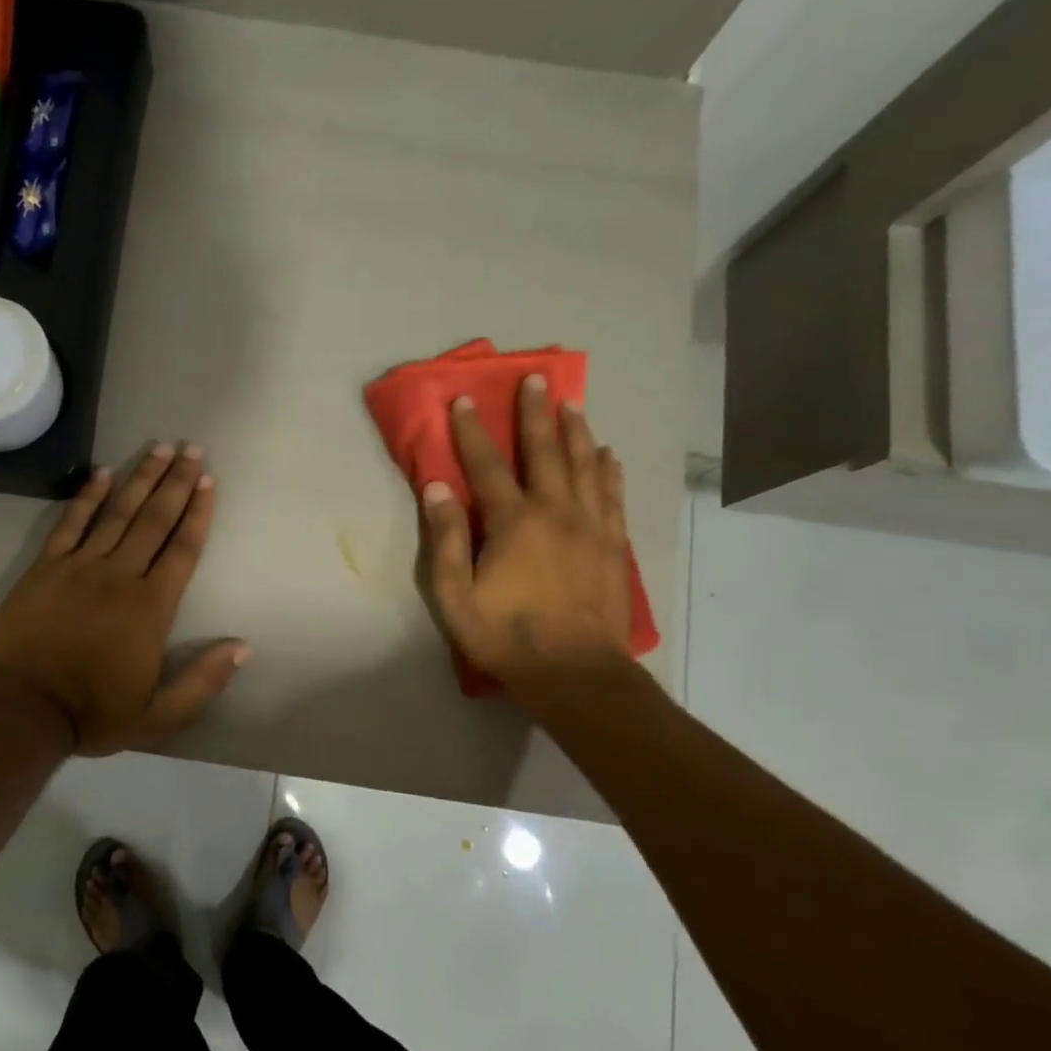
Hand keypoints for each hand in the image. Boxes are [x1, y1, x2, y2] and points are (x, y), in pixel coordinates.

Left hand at [0, 443, 249, 755]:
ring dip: (140, 478)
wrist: (26, 711)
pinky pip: (69, 523)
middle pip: (154, 520)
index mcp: (151, 607)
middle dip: (176, 482)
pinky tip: (102, 473)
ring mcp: (79, 567)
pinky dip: (86, 497)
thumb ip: (204, 680)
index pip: (183, 549)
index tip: (209, 481)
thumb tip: (243, 647)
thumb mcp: (161, 715)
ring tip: (159, 448)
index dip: (198, 513)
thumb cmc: (96, 712)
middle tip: (192, 448)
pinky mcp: (46, 568)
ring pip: (116, 513)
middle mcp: (119, 576)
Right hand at [418, 378, 634, 687]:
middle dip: (535, 413)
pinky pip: (612, 495)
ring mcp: (591, 526)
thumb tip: (437, 487)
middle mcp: (555, 512)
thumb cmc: (506, 636)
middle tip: (535, 379)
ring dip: (576, 432)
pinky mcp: (613, 545)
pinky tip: (607, 455)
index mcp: (513, 522)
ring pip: (585, 466)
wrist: (575, 672)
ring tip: (572, 404)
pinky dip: (608, 470)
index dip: (472, 431)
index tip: (464, 399)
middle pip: (545, 452)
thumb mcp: (455, 595)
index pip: (486, 465)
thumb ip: (446, 538)